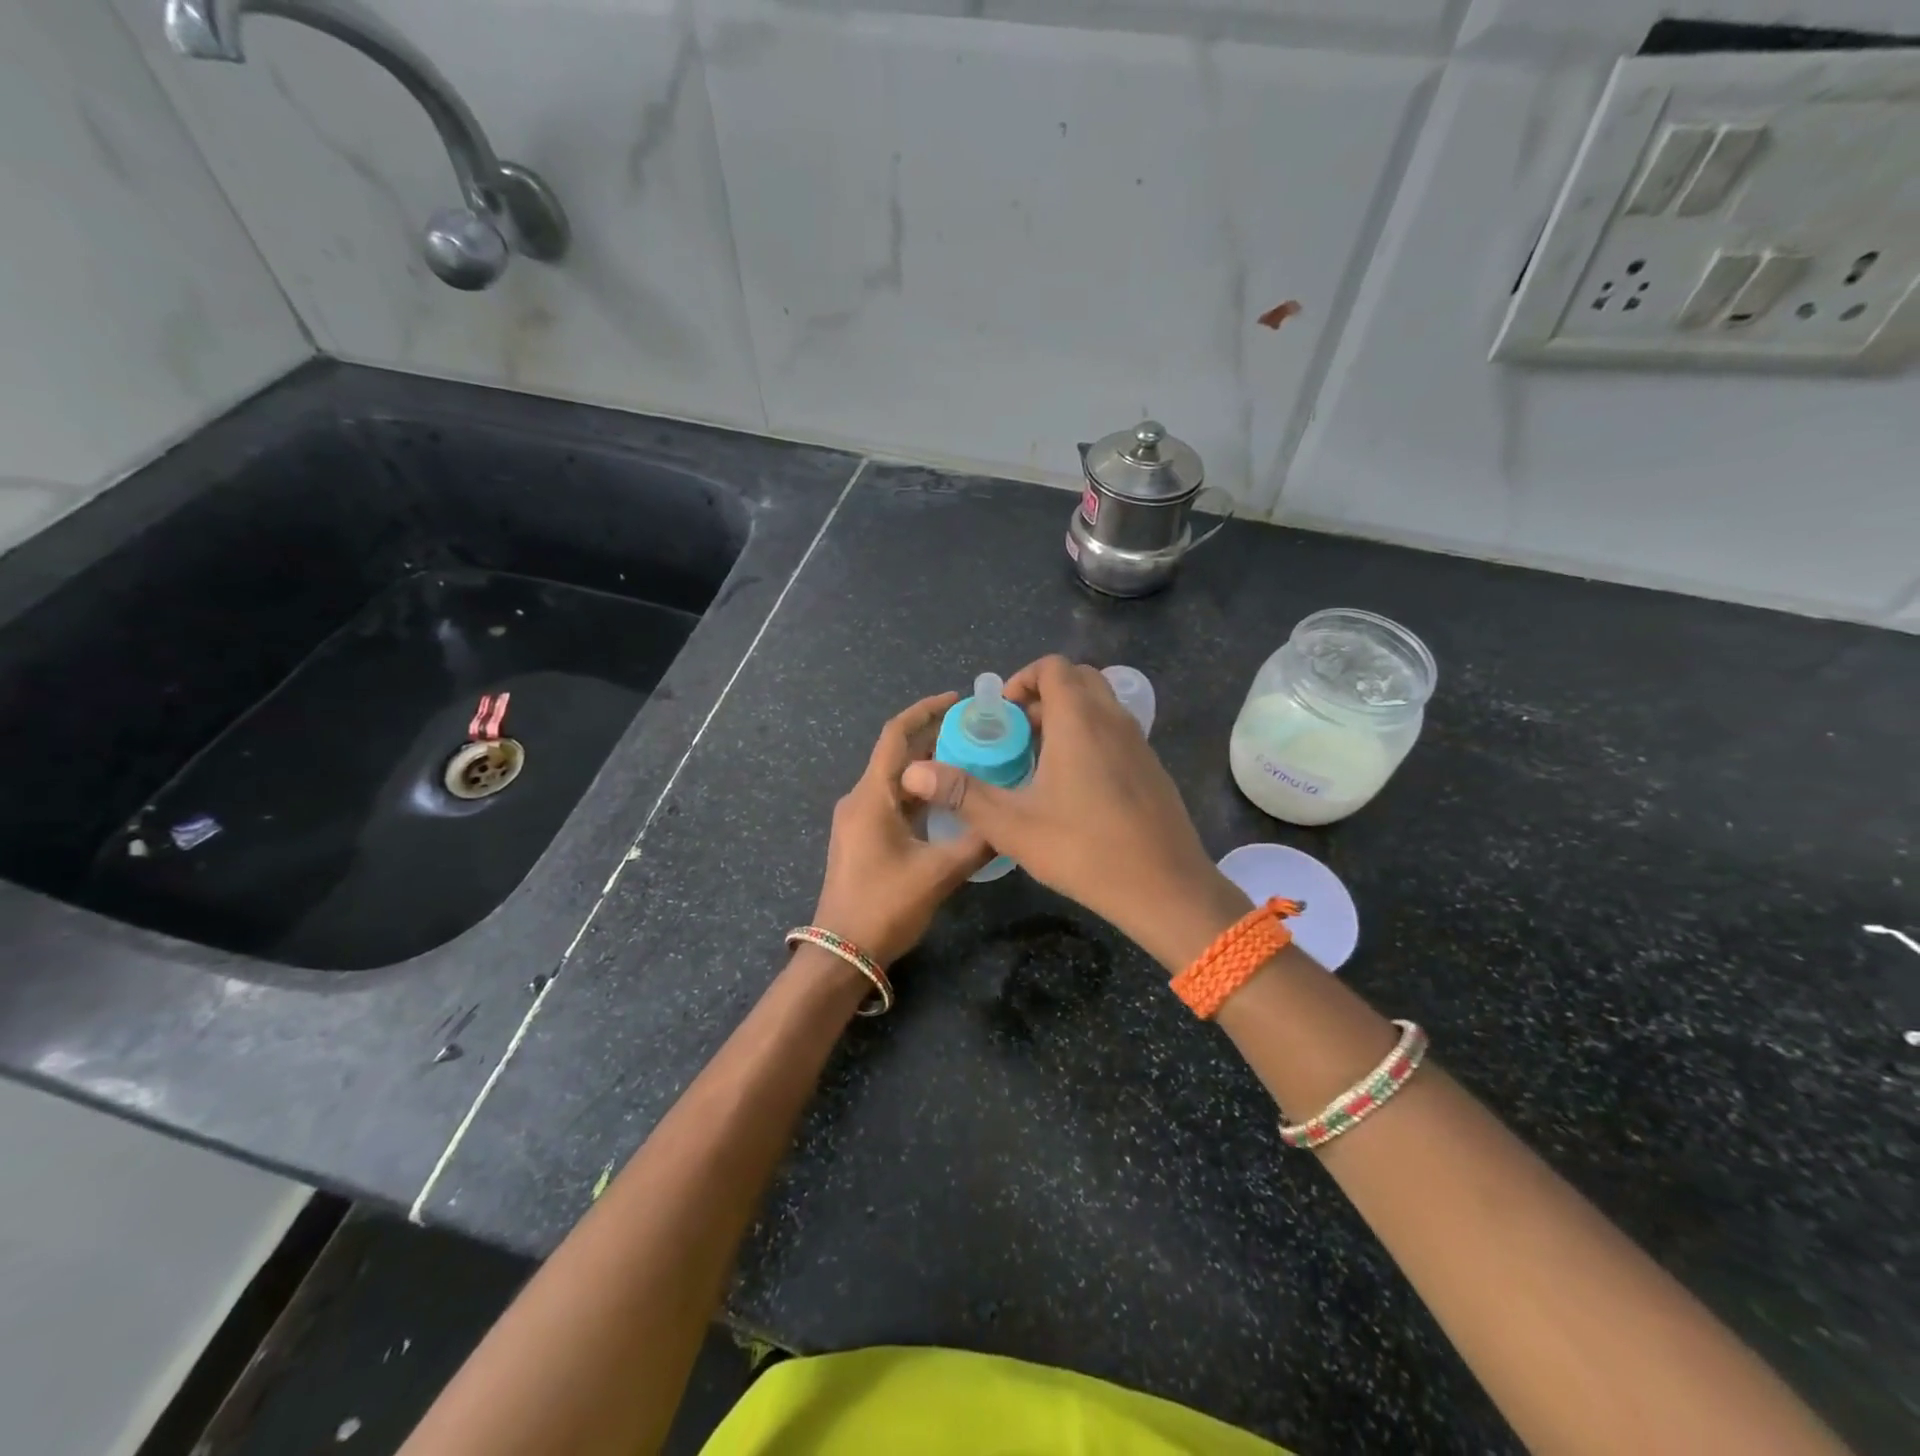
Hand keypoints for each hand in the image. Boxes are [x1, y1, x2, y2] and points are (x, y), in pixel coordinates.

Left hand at [811, 693, 990, 966]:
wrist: (841, 953)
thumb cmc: (885, 907)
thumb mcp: (939, 873)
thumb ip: (977, 842)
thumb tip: (1011, 823)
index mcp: (871, 796)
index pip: (895, 735)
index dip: (925, 711)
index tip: (957, 699)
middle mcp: (860, 799)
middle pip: (896, 754)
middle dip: (933, 737)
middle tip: (976, 731)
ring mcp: (857, 819)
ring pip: (895, 780)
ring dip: (928, 767)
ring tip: (970, 760)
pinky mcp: (862, 838)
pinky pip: (892, 801)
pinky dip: (920, 793)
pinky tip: (949, 801)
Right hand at [900, 656, 1248, 970]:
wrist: (1166, 888)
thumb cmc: (1084, 849)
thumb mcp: (1013, 825)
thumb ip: (962, 793)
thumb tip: (911, 771)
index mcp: (1079, 721)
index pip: (1053, 667)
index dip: (1023, 679)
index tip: (1003, 713)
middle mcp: (1113, 720)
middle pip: (1079, 679)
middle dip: (1044, 695)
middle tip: (1017, 733)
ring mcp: (1138, 743)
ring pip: (1100, 705)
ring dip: (1068, 716)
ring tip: (1040, 759)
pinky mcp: (1152, 767)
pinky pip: (1116, 731)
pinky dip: (1091, 736)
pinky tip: (1074, 786)